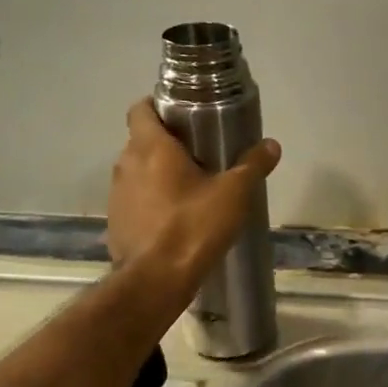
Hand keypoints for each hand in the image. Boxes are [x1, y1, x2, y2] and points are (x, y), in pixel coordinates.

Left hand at [107, 98, 279, 298]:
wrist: (155, 280)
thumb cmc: (194, 226)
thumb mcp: (234, 194)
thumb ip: (253, 165)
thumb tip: (271, 144)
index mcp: (150, 147)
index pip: (141, 109)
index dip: (158, 106)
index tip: (182, 115)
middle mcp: (126, 164)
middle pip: (141, 141)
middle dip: (166, 143)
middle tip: (198, 153)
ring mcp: (117, 195)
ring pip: (137, 172)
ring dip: (157, 174)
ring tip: (189, 188)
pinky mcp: (116, 222)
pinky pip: (134, 201)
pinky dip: (150, 202)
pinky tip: (174, 218)